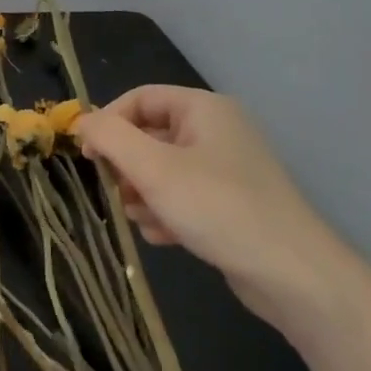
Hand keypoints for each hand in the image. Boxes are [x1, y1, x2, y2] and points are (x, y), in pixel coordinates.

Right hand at [72, 86, 349, 323]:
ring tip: (148, 220)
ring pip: (159, 172)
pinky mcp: (226, 203)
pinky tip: (167, 237)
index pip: (139, 99)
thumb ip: (111, 138)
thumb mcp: (153, 168)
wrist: (288, 271)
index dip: (108, 123)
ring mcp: (223, 169)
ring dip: (143, 196)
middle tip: (118, 194)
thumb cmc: (217, 207)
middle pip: (148, 137)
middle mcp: (215, 131)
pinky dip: (166, 214)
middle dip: (126, 168)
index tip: (87, 157)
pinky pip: (180, 198)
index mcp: (204, 109)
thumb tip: (82, 122)